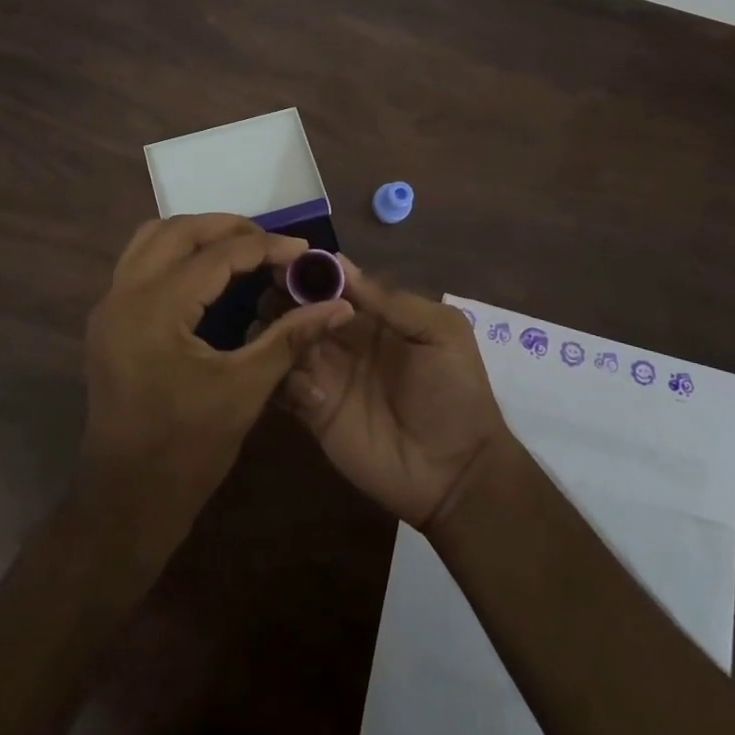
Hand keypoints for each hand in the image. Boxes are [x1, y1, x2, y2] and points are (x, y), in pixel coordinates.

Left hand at [78, 215, 353, 552]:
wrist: (126, 501)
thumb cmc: (187, 450)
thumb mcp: (245, 390)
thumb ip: (290, 337)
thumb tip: (338, 305)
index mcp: (155, 308)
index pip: (217, 255)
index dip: (266, 247)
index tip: (304, 251)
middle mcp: (123, 294)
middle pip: (178, 231)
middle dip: (228, 227)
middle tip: (272, 244)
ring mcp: (108, 305)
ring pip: (151, 239)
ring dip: (196, 234)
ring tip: (241, 249)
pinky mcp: (107, 320)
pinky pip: (139, 262)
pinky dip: (174, 253)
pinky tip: (207, 274)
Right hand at [276, 260, 512, 531]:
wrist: (458, 472)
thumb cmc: (455, 392)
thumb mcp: (439, 332)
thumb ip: (390, 300)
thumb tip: (338, 263)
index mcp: (369, 315)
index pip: (328, 283)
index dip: (306, 271)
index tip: (285, 263)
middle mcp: (339, 338)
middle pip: (296, 307)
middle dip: (282, 298)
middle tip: (276, 300)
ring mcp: (324, 374)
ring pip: (282, 342)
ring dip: (277, 334)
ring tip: (287, 339)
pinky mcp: (312, 412)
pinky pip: (282, 386)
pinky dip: (283, 378)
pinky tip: (312, 389)